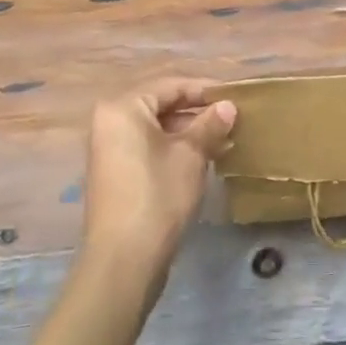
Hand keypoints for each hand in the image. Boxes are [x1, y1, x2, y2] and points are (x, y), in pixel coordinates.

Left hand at [83, 76, 235, 279]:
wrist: (124, 259)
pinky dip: (174, 146)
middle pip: (161, 103)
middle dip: (197, 111)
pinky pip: (148, 145)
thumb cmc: (158, 195)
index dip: (206, 90)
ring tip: (224, 138)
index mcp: (123, 107)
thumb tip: (228, 106)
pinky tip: (204, 157)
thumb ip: (210, 125)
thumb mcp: (191, 155)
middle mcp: (110, 121)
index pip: (171, 85)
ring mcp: (109, 148)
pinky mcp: (115, 172)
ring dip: (189, 130)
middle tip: (232, 118)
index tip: (236, 97)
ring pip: (156, 126)